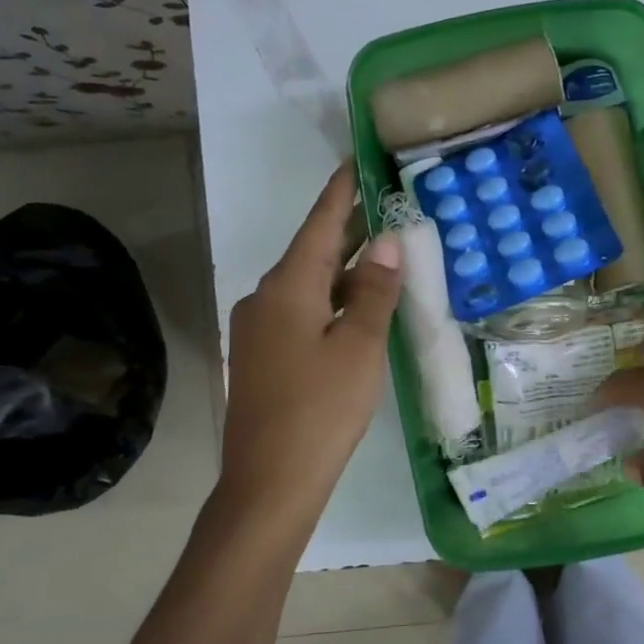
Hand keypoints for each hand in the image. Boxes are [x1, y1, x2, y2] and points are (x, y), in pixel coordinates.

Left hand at [218, 166, 401, 524]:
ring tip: (381, 254)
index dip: (340, 192)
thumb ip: (374, 291)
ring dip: (342, 269)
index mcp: (287, 287)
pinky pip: (301, 313)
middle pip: (311, 253)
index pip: (318, 224)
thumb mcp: (360, 347)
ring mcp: (258, 330)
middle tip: (384, 204)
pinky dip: (331, 301)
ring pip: (307, 286)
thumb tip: (385, 242)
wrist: (269, 483)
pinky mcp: (262, 357)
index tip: (356, 161)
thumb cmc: (321, 409)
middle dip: (346, 230)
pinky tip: (356, 309)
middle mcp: (265, 299)